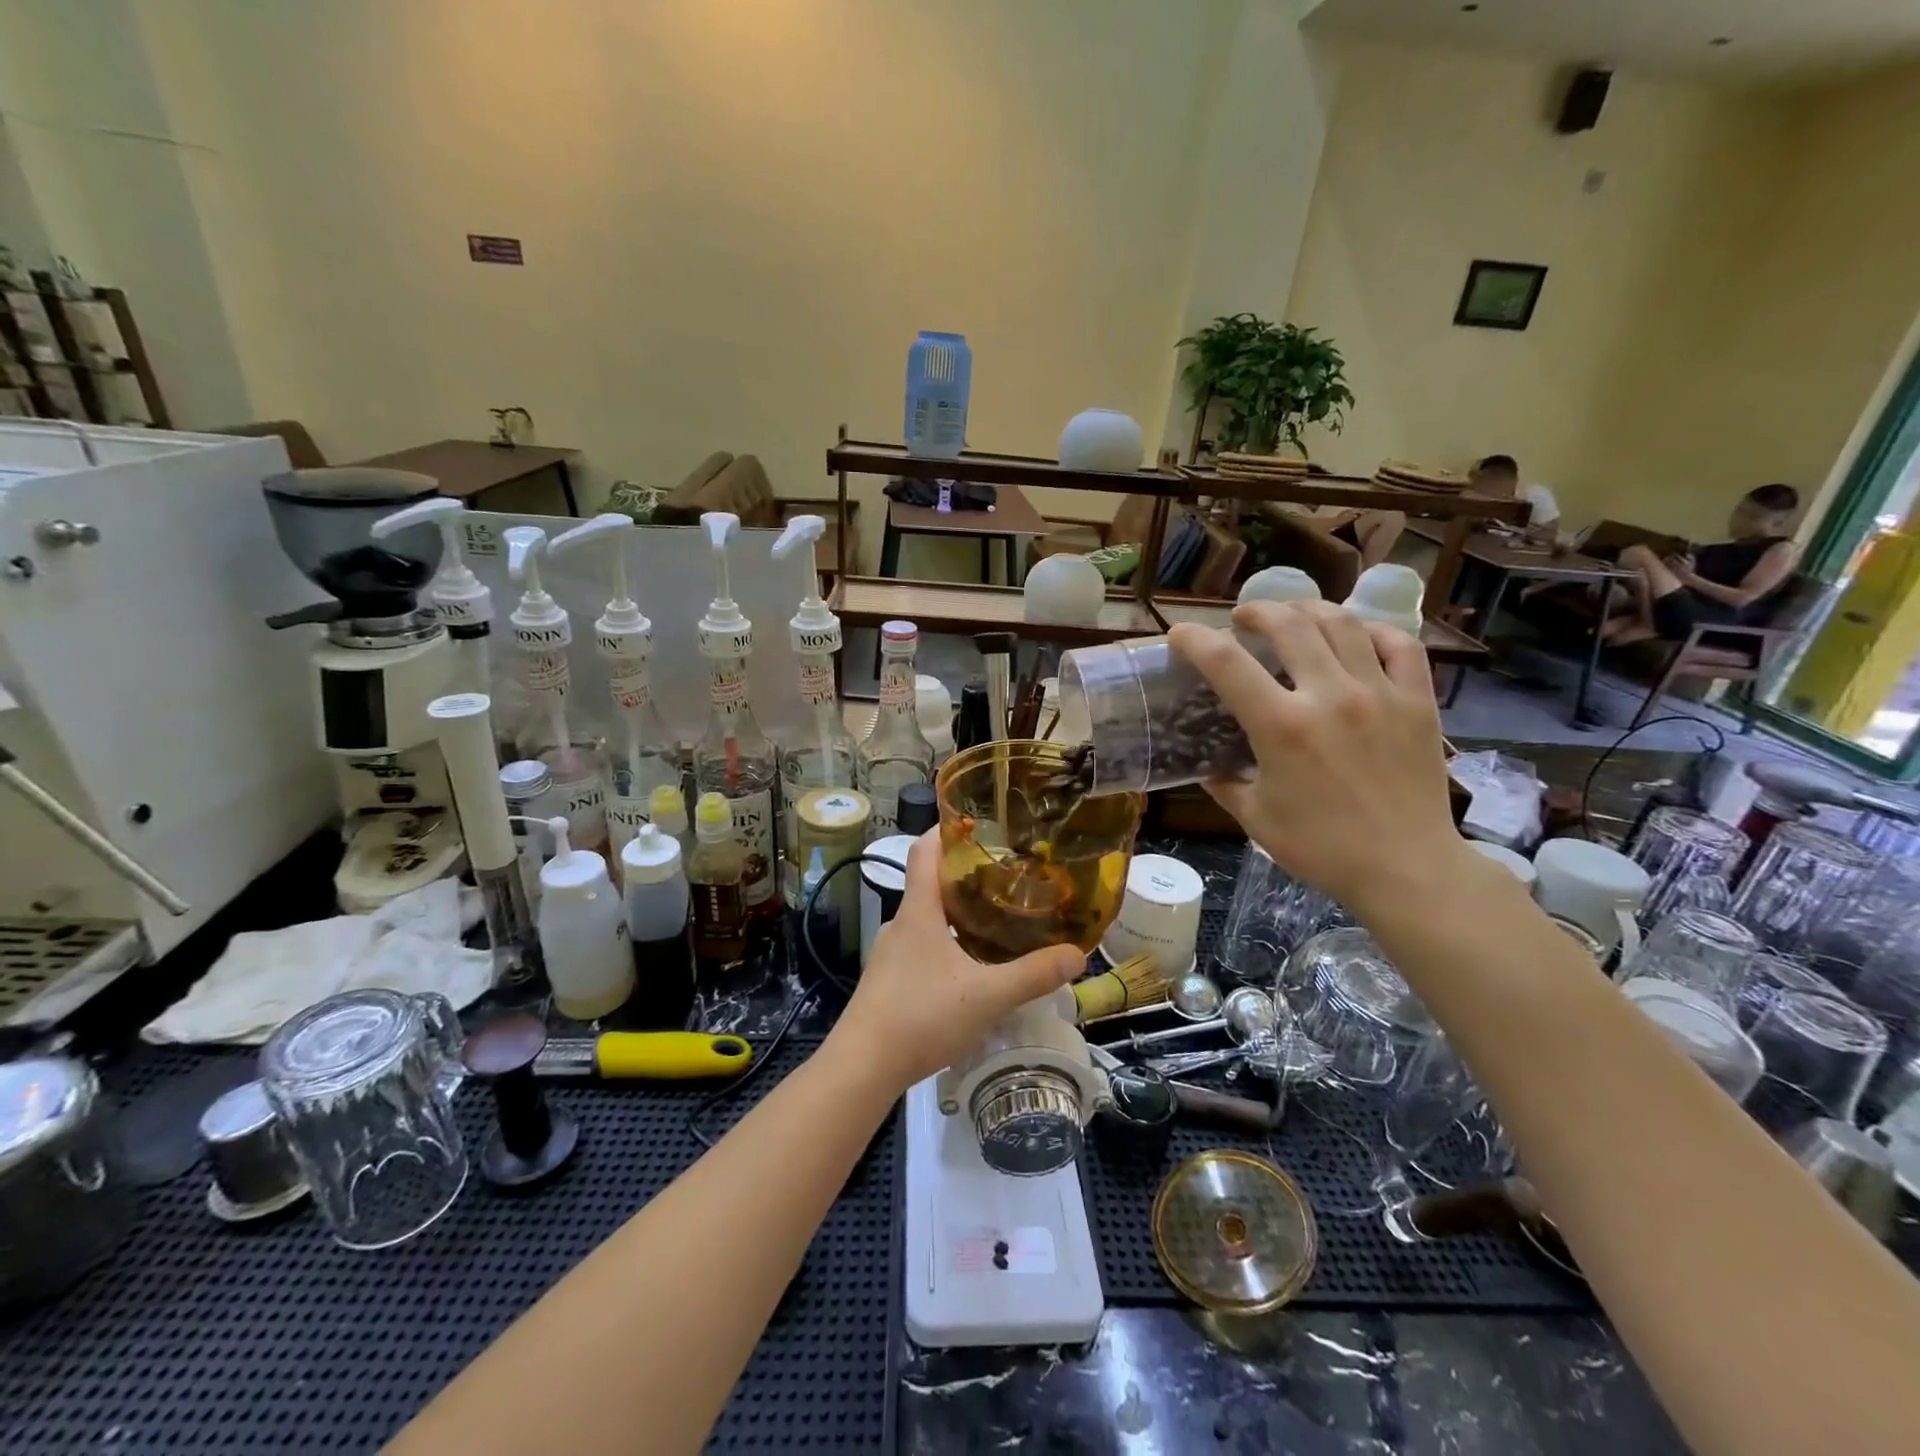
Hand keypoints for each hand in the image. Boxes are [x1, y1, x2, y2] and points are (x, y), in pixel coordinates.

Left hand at [828, 831, 1082, 1091]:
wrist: (862, 1067)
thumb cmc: (921, 1016)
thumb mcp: (987, 996)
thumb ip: (1033, 975)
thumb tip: (1077, 954)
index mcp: (919, 910)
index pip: (924, 849)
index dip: (947, 829)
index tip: (979, 822)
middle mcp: (901, 923)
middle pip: (931, 882)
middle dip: (967, 875)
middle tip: (1008, 877)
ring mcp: (892, 953)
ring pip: (928, 918)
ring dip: (959, 913)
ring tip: (998, 921)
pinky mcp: (889, 980)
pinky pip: (923, 947)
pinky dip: (949, 944)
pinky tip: (973, 968)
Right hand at [1167, 600, 1470, 915]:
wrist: (1407, 869)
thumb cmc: (1323, 848)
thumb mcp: (1255, 819)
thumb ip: (1225, 784)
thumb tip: (1207, 765)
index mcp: (1282, 727)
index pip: (1226, 663)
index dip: (1195, 640)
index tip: (1180, 634)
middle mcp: (1330, 696)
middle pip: (1288, 624)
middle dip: (1256, 611)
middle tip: (1242, 620)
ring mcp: (1380, 694)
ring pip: (1342, 623)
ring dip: (1308, 610)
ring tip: (1293, 617)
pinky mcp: (1418, 702)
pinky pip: (1400, 645)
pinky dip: (1373, 631)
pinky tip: (1356, 637)